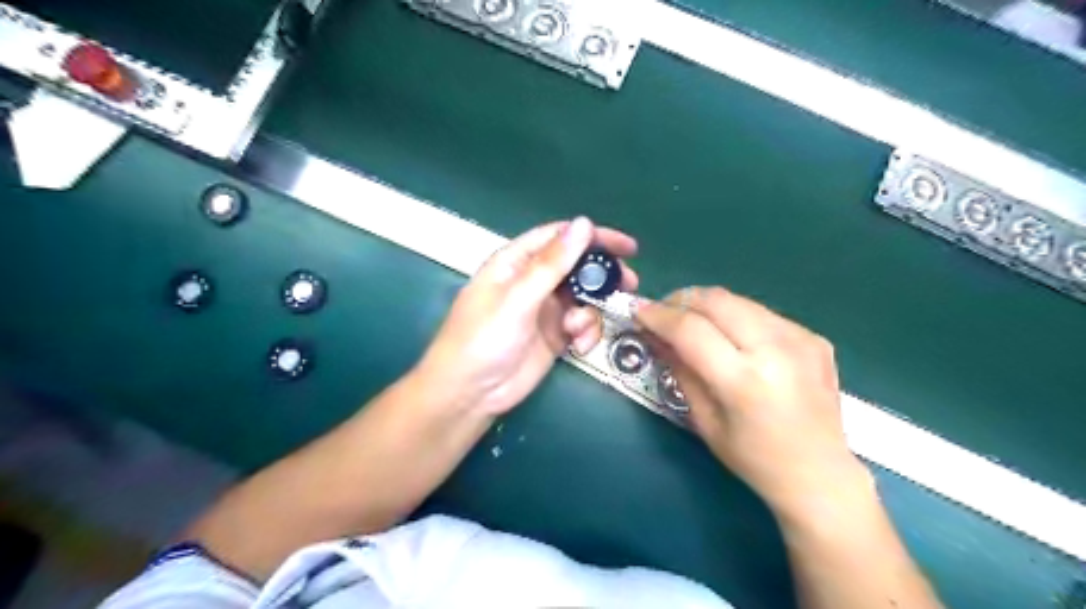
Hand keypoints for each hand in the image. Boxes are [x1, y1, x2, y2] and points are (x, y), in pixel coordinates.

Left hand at [416, 216, 636, 418]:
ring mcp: (545, 310)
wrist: (470, 394)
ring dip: (591, 310)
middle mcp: (532, 281)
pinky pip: (581, 325)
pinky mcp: (554, 336)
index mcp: (516, 262)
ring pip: (583, 298)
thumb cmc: (483, 339)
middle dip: (601, 276)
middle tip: (627, 283)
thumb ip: (552, 264)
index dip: (592, 236)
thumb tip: (583, 225)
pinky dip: (586, 332)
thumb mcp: (517, 298)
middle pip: (576, 267)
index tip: (626, 247)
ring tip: (579, 328)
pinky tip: (578, 345)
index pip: (559, 237)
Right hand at [638, 288, 870, 520]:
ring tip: (694, 322)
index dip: (660, 316)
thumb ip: (680, 371)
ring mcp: (800, 339)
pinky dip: (737, 318)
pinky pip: (762, 313)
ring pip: (739, 300)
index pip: (691, 329)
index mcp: (744, 381)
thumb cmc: (753, 459)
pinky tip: (733, 338)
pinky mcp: (814, 338)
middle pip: (717, 300)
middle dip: (682, 299)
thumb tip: (657, 336)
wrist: (820, 474)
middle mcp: (775, 351)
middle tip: (665, 313)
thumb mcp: (704, 420)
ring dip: (708, 305)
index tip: (639, 312)